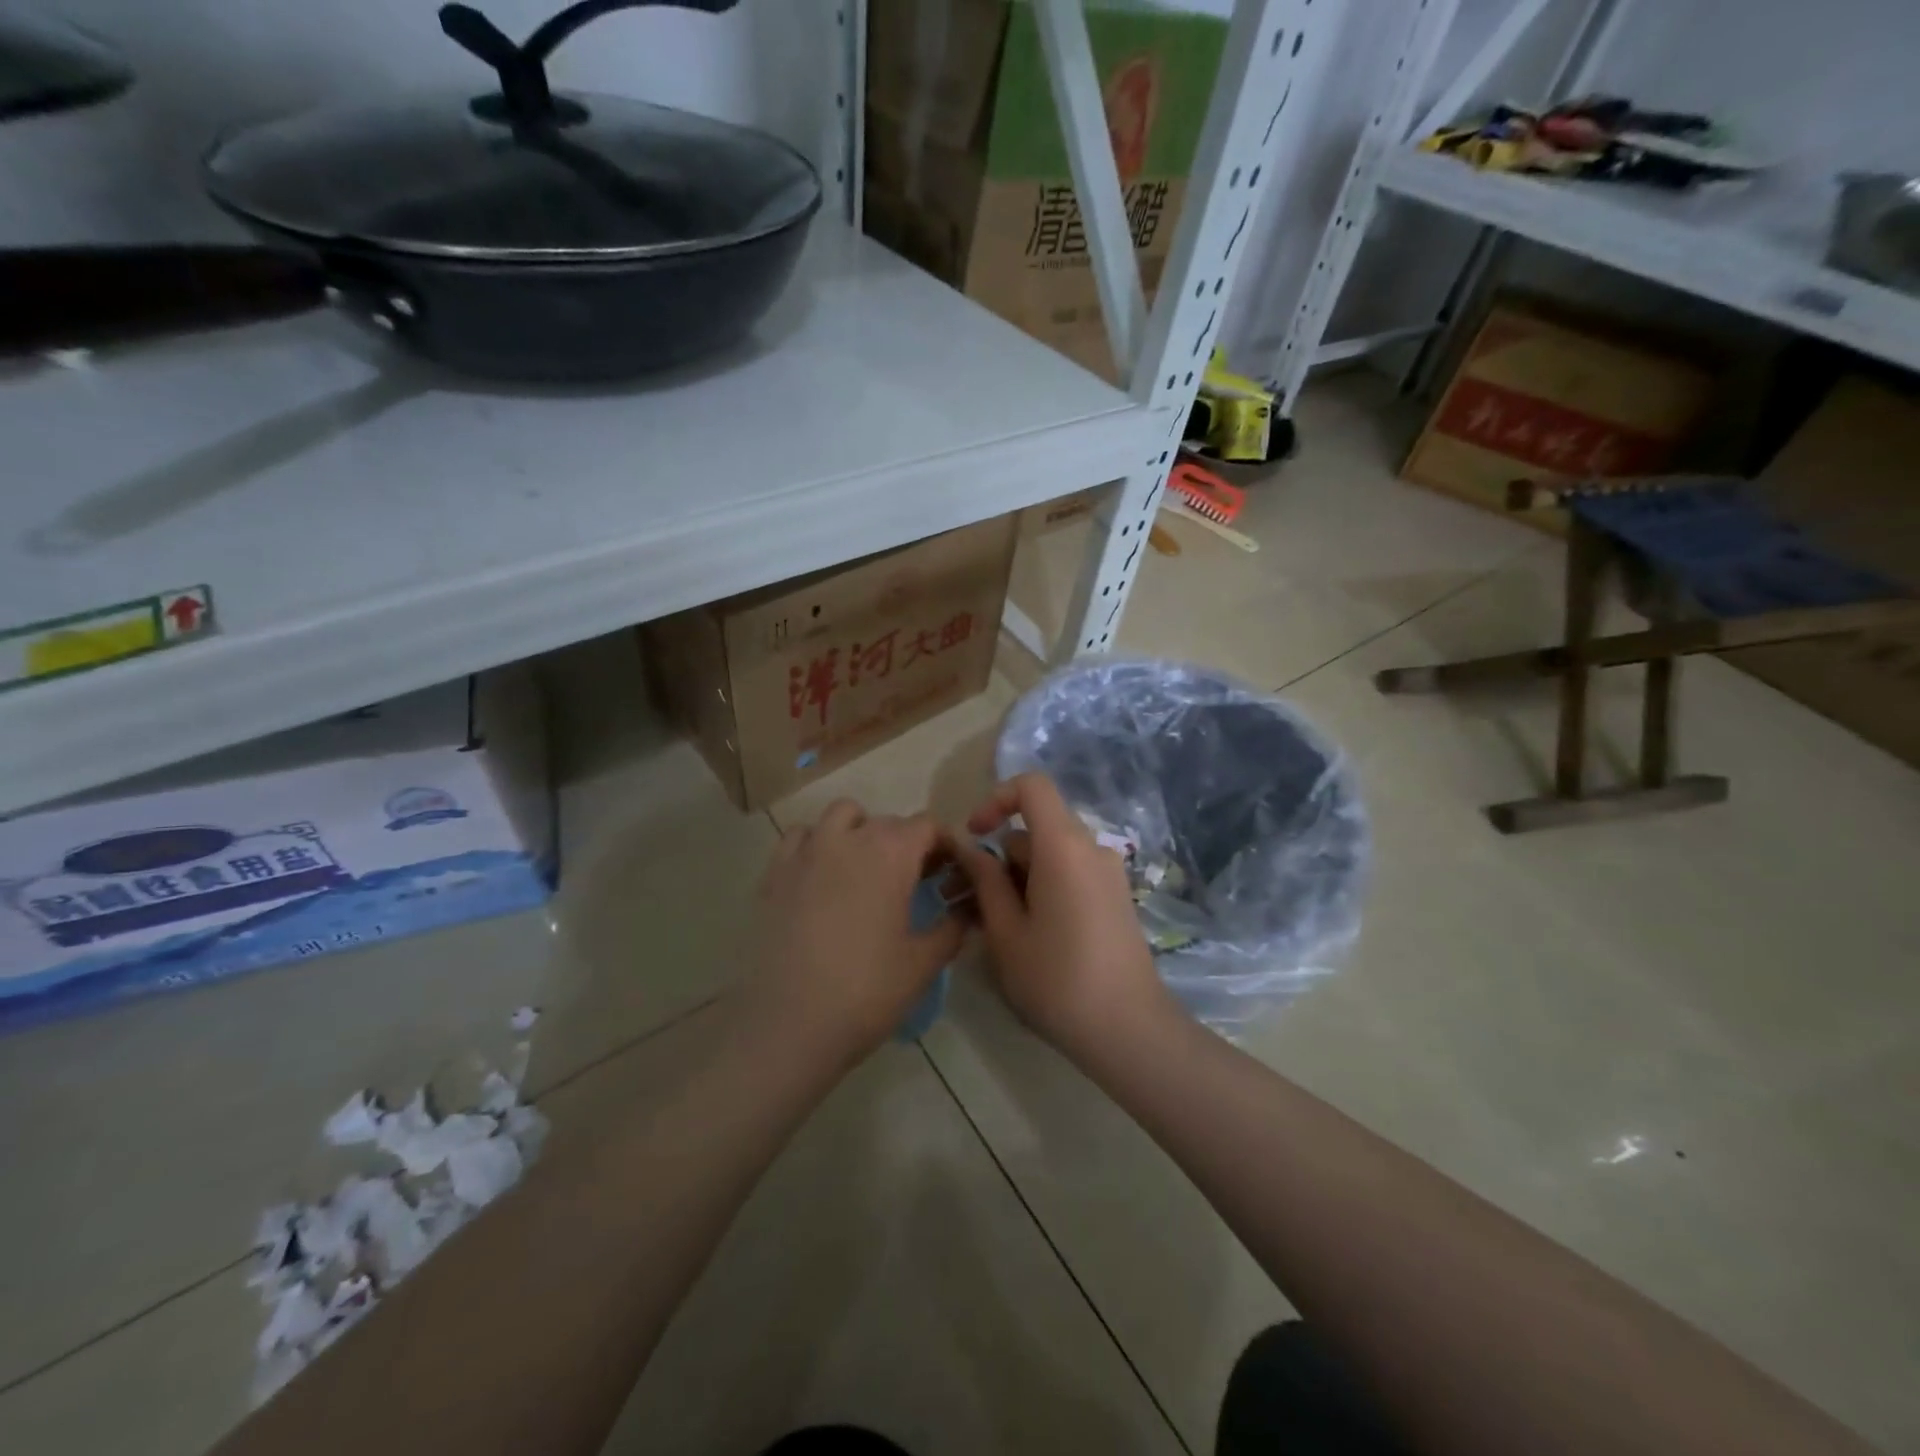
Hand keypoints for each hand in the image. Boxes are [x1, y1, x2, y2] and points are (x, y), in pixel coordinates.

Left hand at [742, 799, 966, 1070]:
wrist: (790, 1025)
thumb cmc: (867, 991)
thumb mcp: (924, 963)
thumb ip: (953, 927)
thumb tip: (967, 909)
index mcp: (891, 853)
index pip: (927, 826)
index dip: (945, 845)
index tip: (950, 873)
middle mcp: (849, 838)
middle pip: (888, 822)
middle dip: (907, 843)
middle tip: (916, 882)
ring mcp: (807, 852)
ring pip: (841, 816)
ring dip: (860, 831)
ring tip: (866, 870)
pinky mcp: (775, 873)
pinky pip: (800, 838)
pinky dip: (817, 844)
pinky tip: (822, 878)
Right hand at [952, 774, 1172, 1061]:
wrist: (1128, 1029)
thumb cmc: (1057, 979)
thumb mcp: (1006, 931)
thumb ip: (985, 881)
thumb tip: (971, 849)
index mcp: (1064, 846)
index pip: (1032, 786)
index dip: (996, 799)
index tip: (974, 835)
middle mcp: (1091, 848)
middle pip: (1036, 829)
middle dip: (997, 856)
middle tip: (965, 899)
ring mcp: (1107, 874)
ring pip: (1050, 856)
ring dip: (1016, 878)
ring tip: (990, 925)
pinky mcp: (1114, 898)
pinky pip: (1069, 875)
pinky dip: (1041, 889)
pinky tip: (1025, 934)